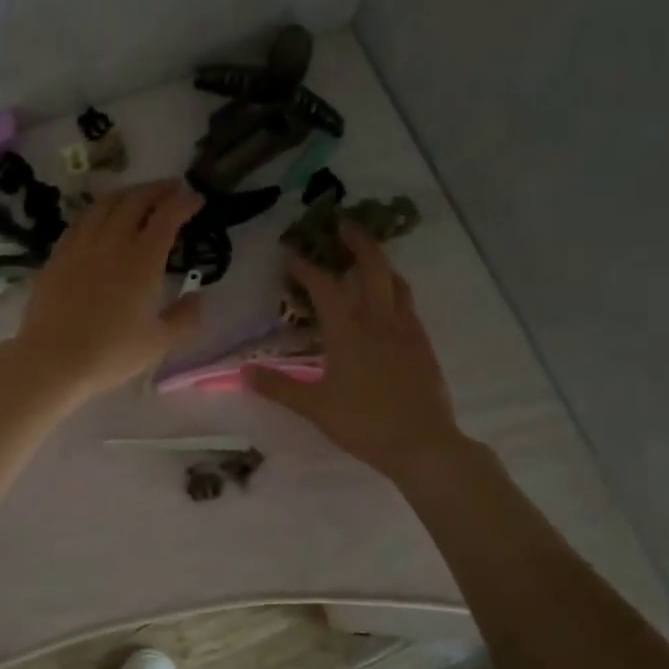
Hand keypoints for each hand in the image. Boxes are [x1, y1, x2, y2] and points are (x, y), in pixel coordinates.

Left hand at [8, 180, 203, 403]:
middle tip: (172, 188)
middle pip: (135, 201)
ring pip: (104, 204)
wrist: (53, 360)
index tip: (196, 199)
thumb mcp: (159, 343)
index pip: (167, 217)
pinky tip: (98, 217)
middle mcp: (112, 243)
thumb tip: (198, 298)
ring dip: (126, 193)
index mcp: (142, 260)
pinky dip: (96, 210)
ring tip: (137, 195)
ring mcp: (80, 246)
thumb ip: (184, 318)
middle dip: (157, 189)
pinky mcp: (57, 256)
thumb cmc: (111, 354)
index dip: (184, 203)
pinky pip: (79, 221)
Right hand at [246, 224, 465, 482]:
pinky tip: (387, 304)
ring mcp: (406, 330)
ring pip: (396, 283)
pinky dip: (394, 291)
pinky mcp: (423, 345)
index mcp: (349, 332)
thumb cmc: (364, 424)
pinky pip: (408, 305)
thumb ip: (279, 387)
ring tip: (366, 260)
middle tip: (344, 225)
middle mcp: (380, 321)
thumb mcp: (315, 408)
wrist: (423, 443)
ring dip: (380, 264)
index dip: (306, 267)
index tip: (291, 253)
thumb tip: (244, 372)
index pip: (325, 287)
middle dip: (358, 242)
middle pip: (373, 267)